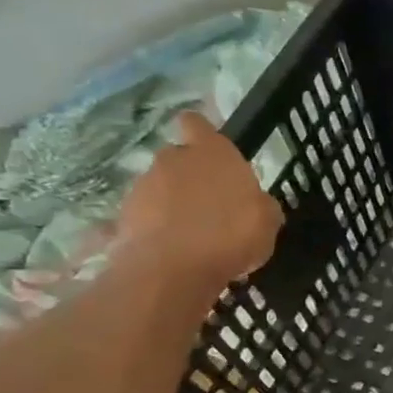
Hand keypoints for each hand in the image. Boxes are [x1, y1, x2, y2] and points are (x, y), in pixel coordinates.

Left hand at [116, 111, 282, 291]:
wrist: (172, 269)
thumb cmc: (231, 235)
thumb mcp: (268, 221)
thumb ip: (260, 204)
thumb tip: (257, 203)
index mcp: (212, 153)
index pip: (197, 123)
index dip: (201, 133)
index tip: (210, 149)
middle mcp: (174, 160)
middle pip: (180, 158)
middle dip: (192, 176)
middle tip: (212, 205)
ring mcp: (144, 186)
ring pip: (161, 188)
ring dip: (174, 205)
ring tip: (194, 236)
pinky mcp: (124, 215)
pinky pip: (147, 217)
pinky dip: (159, 229)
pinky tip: (176, 252)